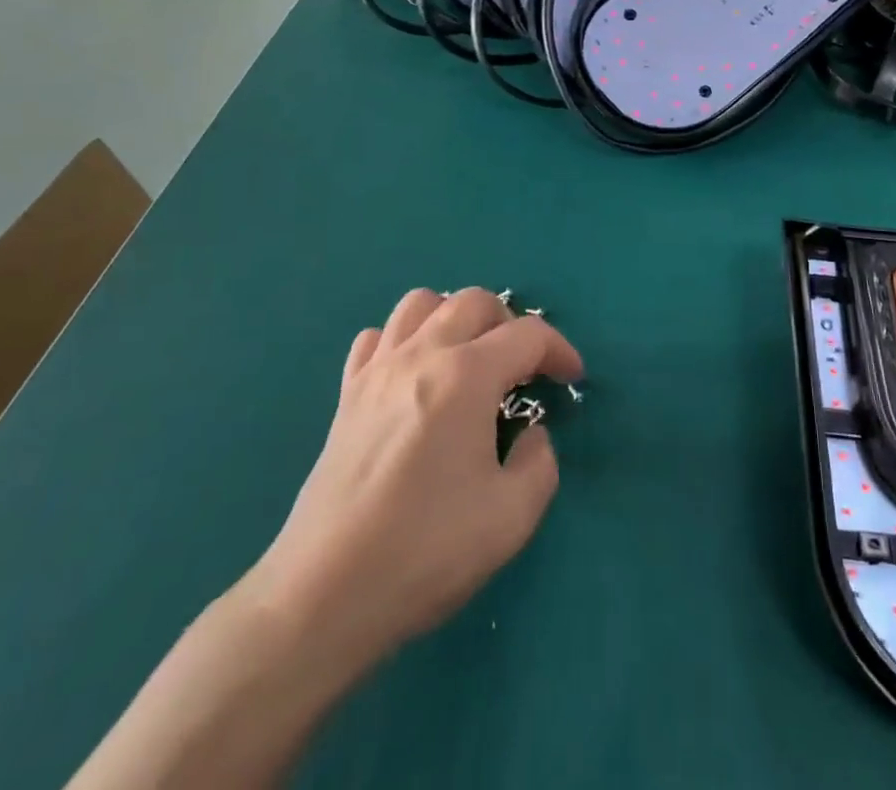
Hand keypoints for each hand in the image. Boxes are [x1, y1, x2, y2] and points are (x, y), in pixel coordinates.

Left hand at [248, 288, 584, 664]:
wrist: (323, 594)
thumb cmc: (425, 551)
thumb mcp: (511, 518)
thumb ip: (540, 463)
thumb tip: (530, 434)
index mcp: (467, 376)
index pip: (527, 335)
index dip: (559, 350)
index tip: (571, 379)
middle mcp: (422, 355)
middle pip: (474, 301)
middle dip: (510, 324)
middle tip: (522, 368)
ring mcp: (377, 370)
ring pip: (420, 304)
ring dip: (454, 318)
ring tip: (468, 359)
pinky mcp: (346, 395)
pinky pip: (376, 338)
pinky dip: (403, 342)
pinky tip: (413, 377)